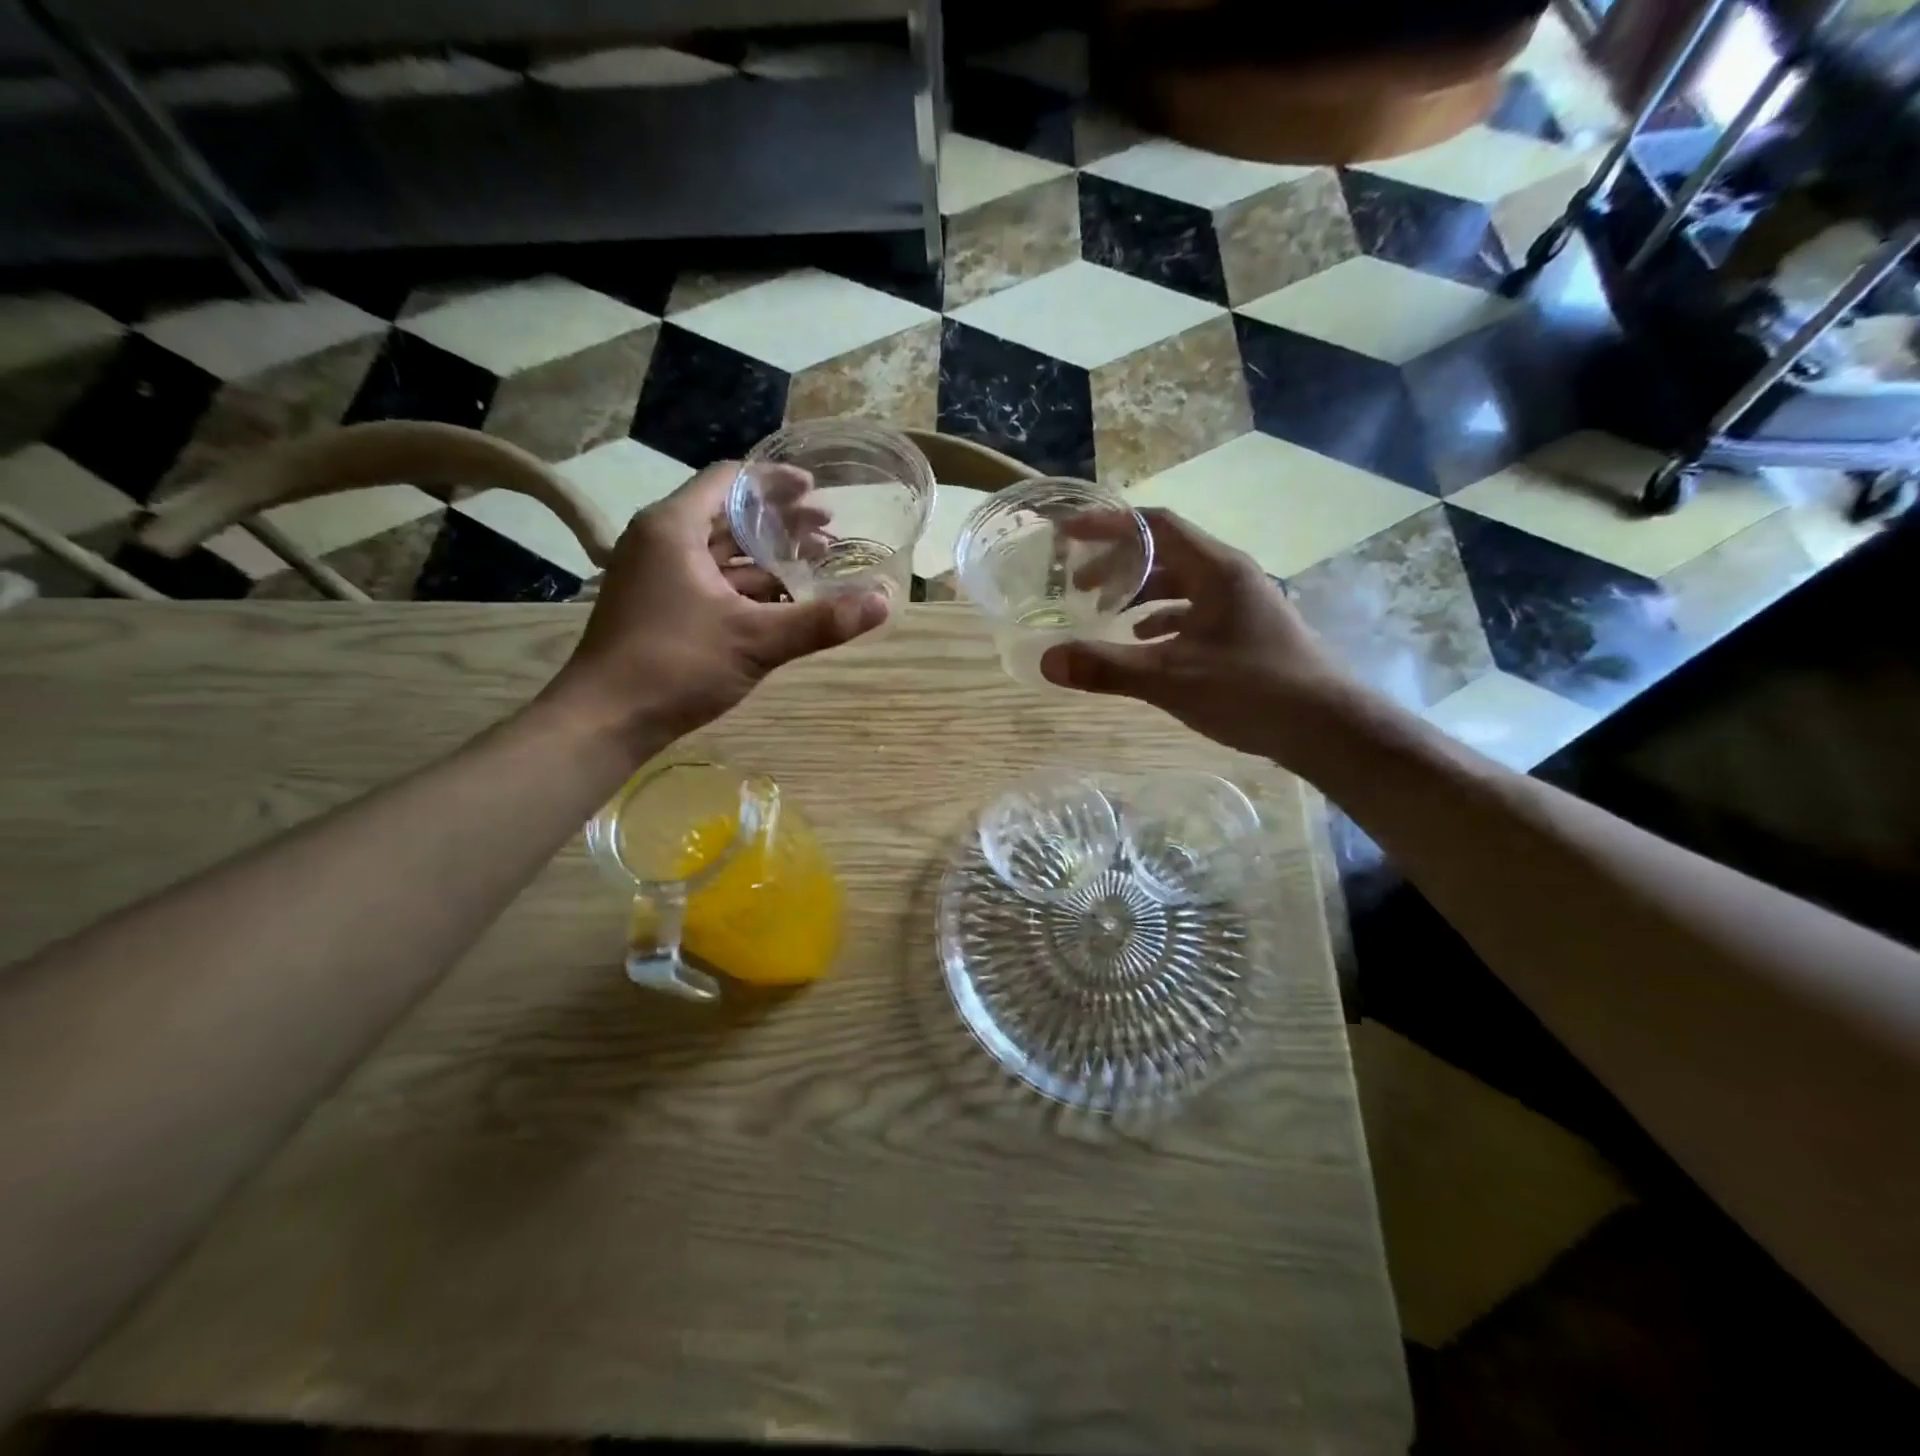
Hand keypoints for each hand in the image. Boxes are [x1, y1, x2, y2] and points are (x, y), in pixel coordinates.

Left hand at [544, 463, 887, 748]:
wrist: (604, 721)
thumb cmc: (675, 666)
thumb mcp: (756, 640)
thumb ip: (821, 621)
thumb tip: (884, 602)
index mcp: (674, 528)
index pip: (730, 481)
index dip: (776, 482)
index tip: (817, 491)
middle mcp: (661, 542)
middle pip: (729, 516)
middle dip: (780, 522)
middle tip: (828, 530)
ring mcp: (657, 577)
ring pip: (721, 553)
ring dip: (767, 557)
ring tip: (816, 563)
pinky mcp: (660, 608)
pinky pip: (712, 582)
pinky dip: (748, 585)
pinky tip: (783, 600)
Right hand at [1040, 508, 1350, 760]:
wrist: (1327, 727)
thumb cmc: (1251, 690)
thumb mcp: (1170, 678)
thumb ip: (1107, 667)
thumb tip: (1047, 660)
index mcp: (1215, 569)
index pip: (1156, 525)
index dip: (1110, 525)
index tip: (1070, 535)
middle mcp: (1229, 576)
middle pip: (1165, 553)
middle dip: (1118, 565)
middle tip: (1078, 587)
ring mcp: (1240, 604)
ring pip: (1179, 584)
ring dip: (1139, 593)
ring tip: (1103, 613)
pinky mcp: (1245, 632)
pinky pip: (1193, 611)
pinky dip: (1162, 620)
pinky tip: (1144, 642)